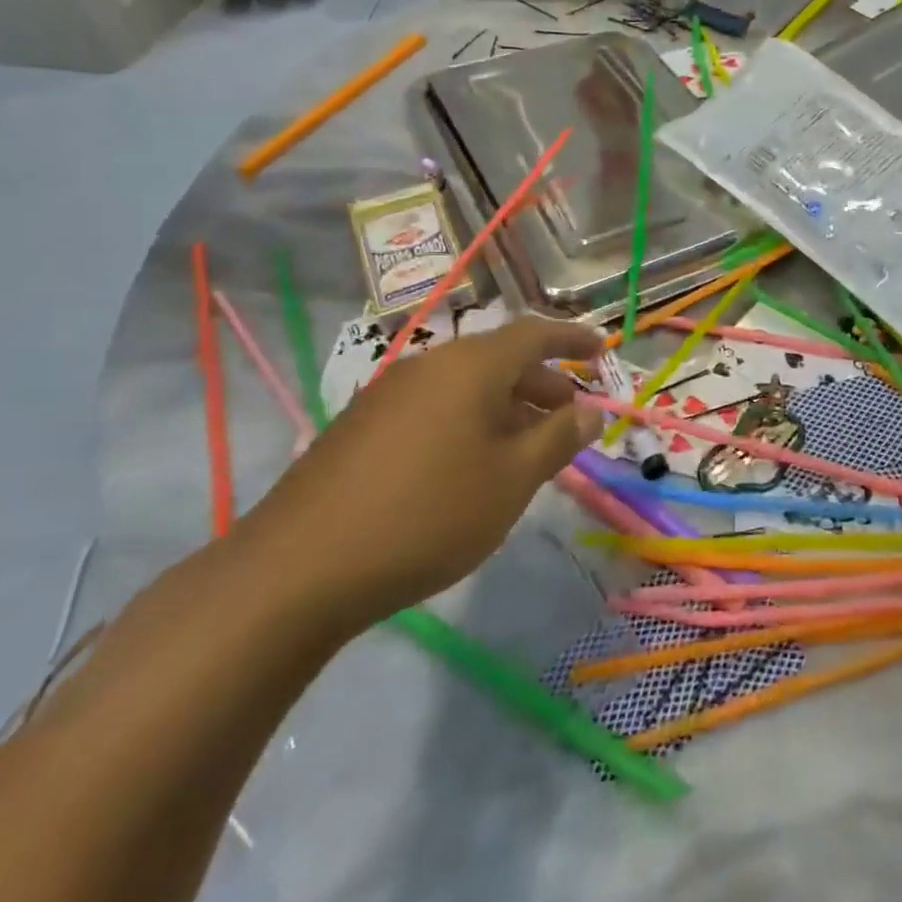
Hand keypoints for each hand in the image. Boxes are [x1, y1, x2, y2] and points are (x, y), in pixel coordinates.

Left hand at [238, 319, 603, 632]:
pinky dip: (468, 420)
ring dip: (505, 405)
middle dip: (542, 383)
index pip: (534, 333)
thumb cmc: (429, 514)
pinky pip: (434, 406)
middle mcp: (430, 365)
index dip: (571, 338)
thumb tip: (590, 410)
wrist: (299, 568)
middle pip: (499, 358)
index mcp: (470, 366)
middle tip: (570, 415)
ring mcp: (389, 392)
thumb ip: (557, 438)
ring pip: (465, 385)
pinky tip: (471, 465)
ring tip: (527, 446)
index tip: (601, 349)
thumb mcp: (511, 480)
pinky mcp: (362, 425)